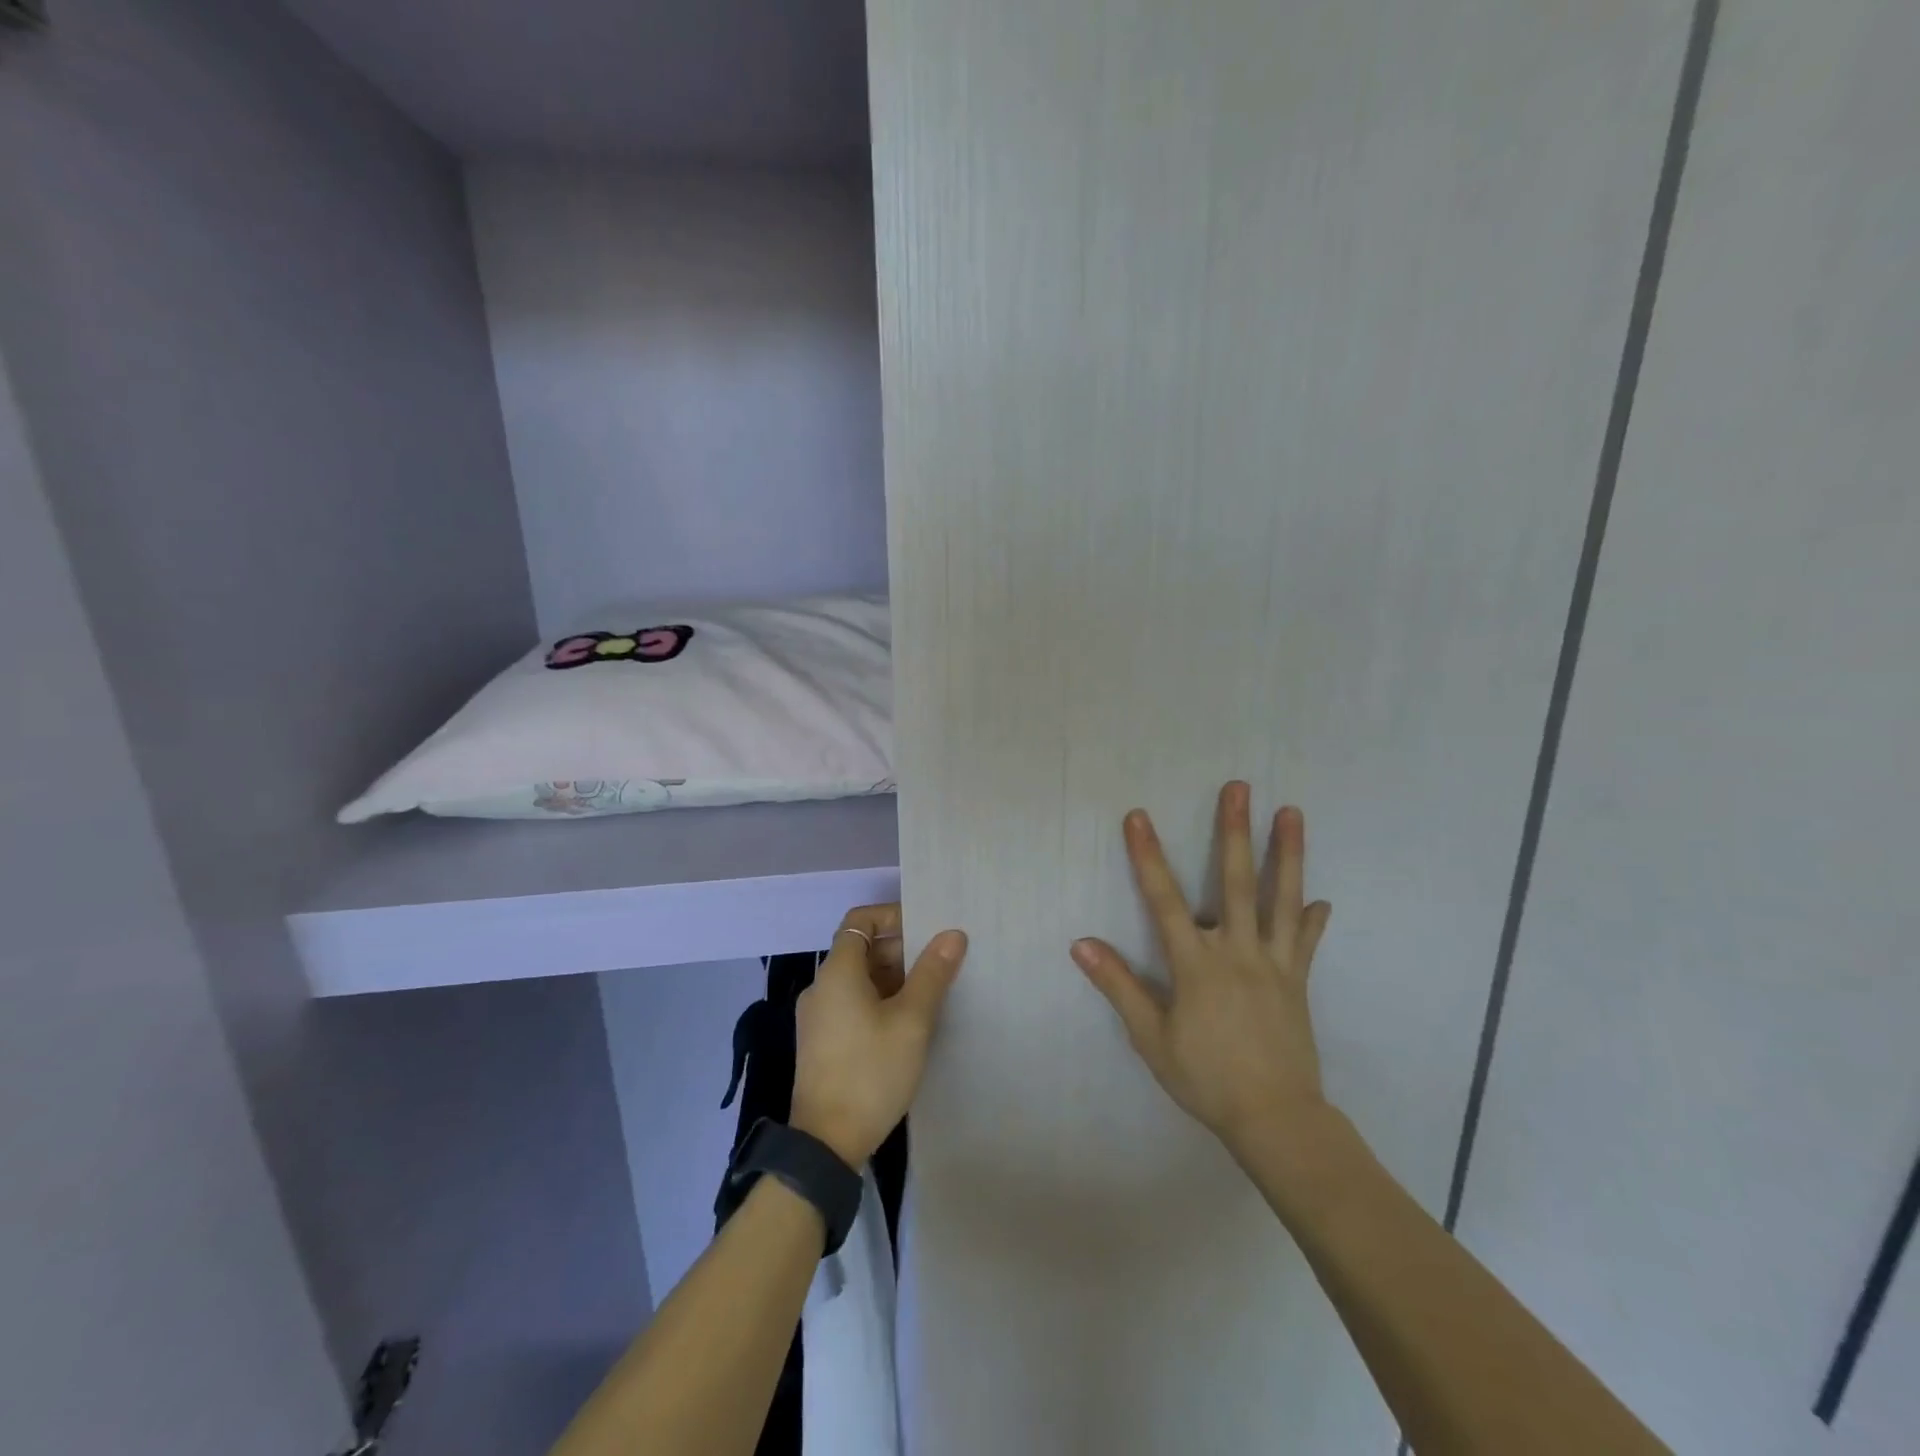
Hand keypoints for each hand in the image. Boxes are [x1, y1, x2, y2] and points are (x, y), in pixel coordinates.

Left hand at [791, 904, 967, 1166]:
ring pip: (859, 979)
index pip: (861, 919)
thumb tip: (953, 934)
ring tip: (932, 992)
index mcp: (837, 972)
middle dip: (901, 949)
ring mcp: (819, 1017)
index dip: (893, 915)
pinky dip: (880, 1000)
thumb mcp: (911, 1020)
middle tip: (940, 962)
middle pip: (861, 949)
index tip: (926, 927)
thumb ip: (932, 973)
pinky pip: (853, 1004)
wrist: (826, 1143)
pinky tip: (909, 1023)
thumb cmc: (870, 1071)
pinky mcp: (823, 1042)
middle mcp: (822, 987)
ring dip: (894, 977)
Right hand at [1071, 783, 1333, 1158]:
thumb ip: (1118, 986)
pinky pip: (1305, 942)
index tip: (1138, 816)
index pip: (1164, 899)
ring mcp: (1274, 963)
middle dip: (1234, 831)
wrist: (1275, 1118)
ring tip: (1292, 812)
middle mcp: (1237, 951)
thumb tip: (1081, 944)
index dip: (1148, 856)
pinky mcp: (1298, 980)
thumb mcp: (1151, 1037)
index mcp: (1196, 964)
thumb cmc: (1205, 1077)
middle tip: (1240, 788)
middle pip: (1236, 881)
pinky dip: (1311, 919)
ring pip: (1282, 898)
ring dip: (1287, 853)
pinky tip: (1320, 899)